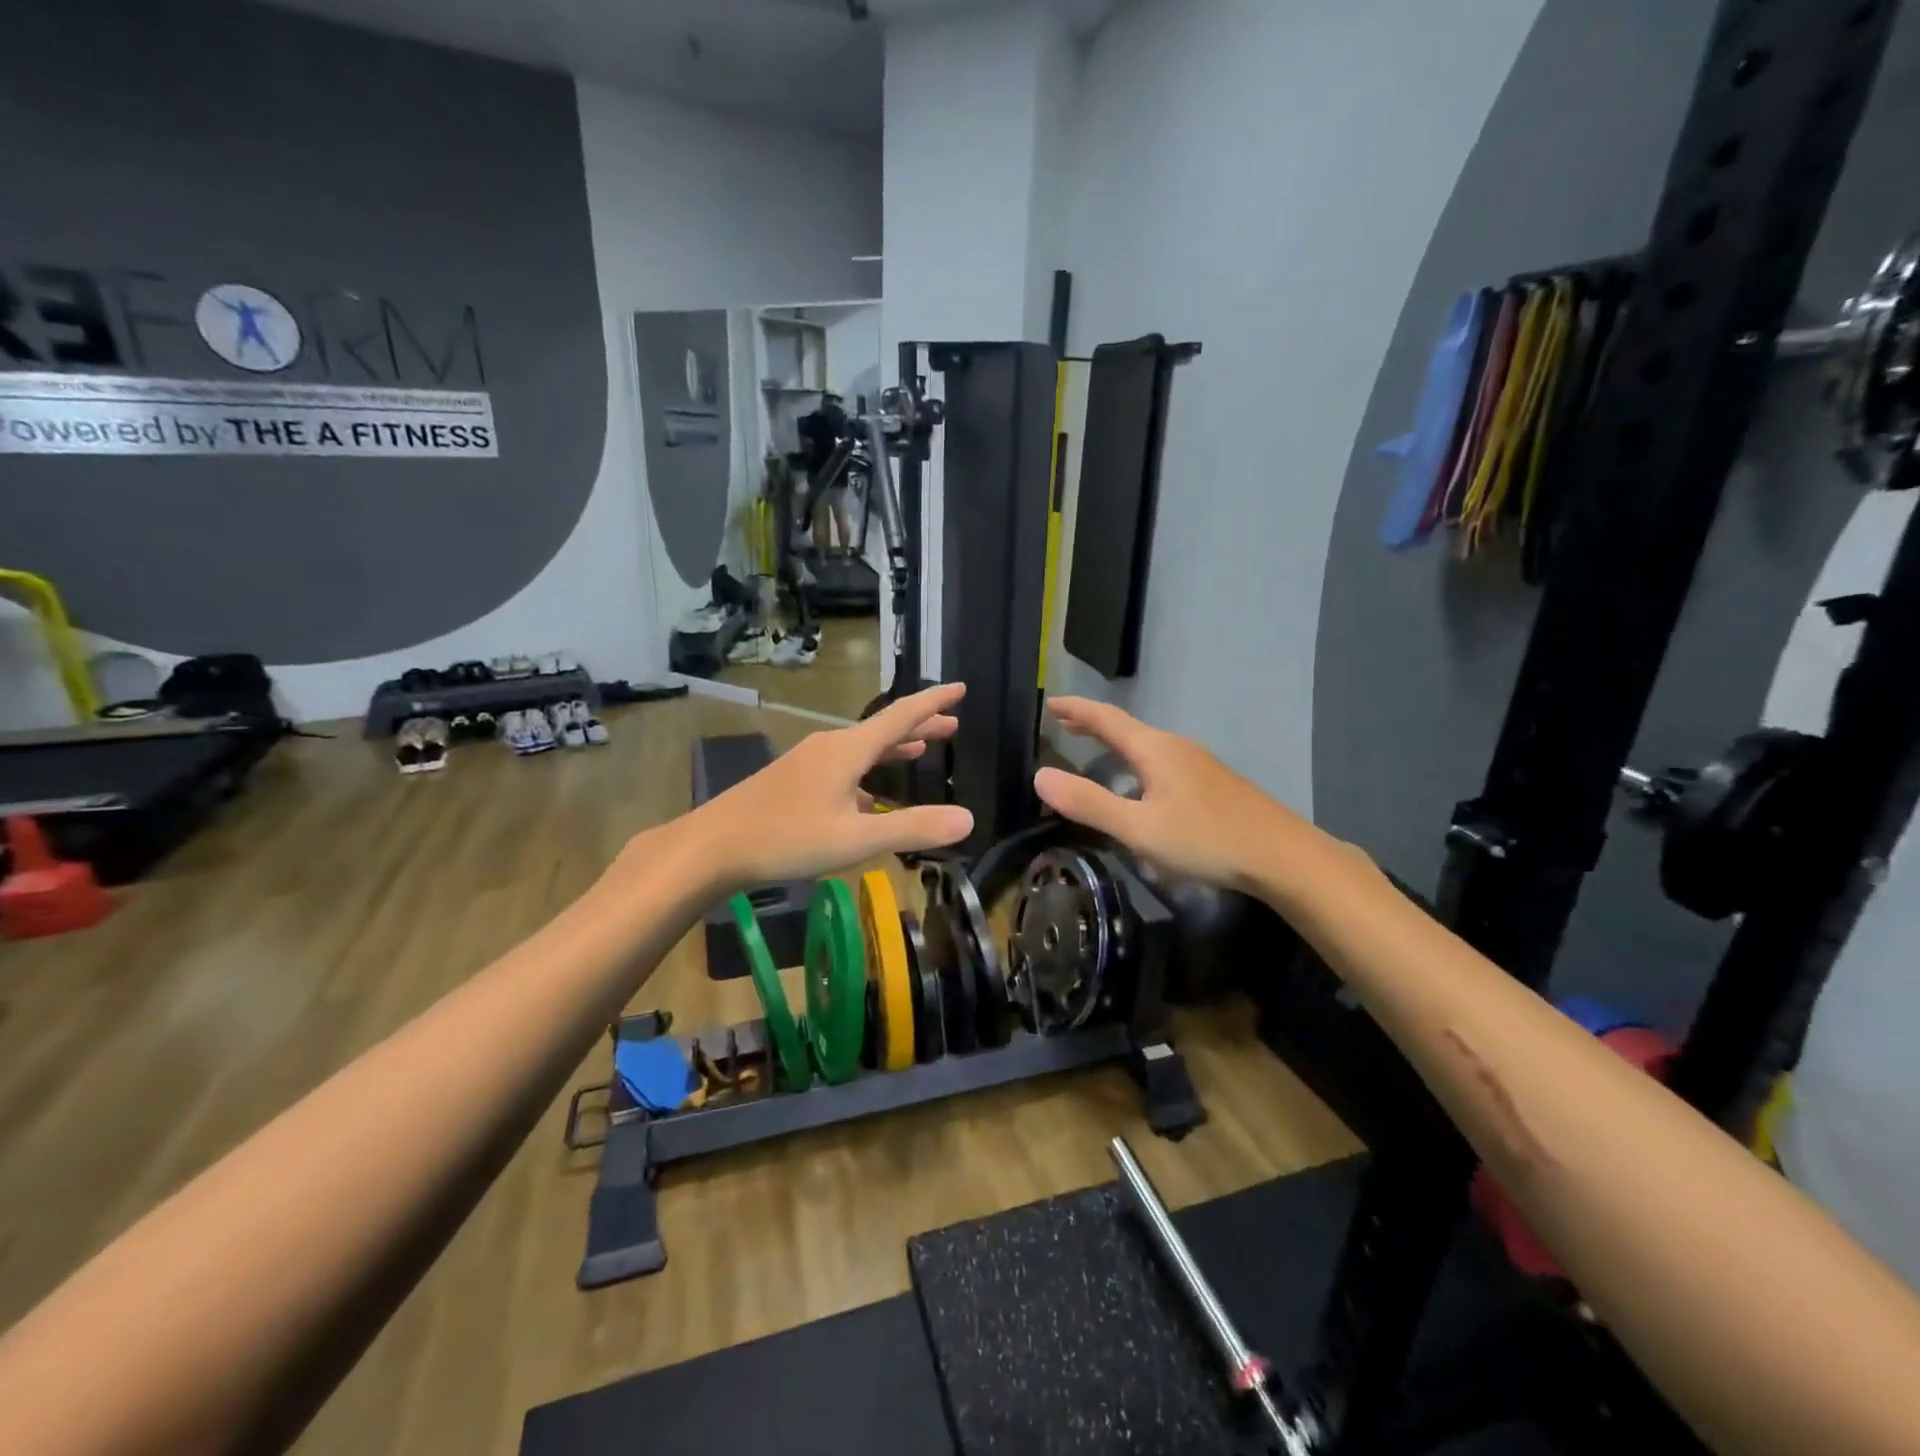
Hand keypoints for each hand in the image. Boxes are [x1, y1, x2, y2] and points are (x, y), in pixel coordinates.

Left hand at [687, 683, 973, 887]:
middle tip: (952, 725)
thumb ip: (912, 828)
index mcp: (848, 750)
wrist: (712, 845)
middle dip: (919, 726)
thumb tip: (967, 818)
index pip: (901, 716)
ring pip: (862, 748)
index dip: (934, 702)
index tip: (960, 688)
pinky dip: (868, 771)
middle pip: (883, 730)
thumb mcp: (856, 838)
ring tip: (920, 750)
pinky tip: (870, 795)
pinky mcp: (793, 780)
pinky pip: (843, 766)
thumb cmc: (787, 838)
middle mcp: (830, 746)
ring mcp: (808, 762)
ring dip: (894, 748)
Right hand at [1033, 697, 1318, 894]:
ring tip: (1094, 750)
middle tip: (1063, 723)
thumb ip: (1089, 803)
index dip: (1075, 710)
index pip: (1106, 719)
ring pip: (1146, 745)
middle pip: (1126, 728)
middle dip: (1092, 724)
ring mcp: (1199, 764)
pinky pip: (1162, 761)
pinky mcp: (1213, 784)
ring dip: (1115, 743)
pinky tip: (1141, 783)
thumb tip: (1040, 775)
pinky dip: (1136, 761)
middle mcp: (1176, 747)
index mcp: (1154, 749)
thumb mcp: (1138, 828)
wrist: (1282, 856)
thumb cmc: (1205, 838)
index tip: (1049, 703)